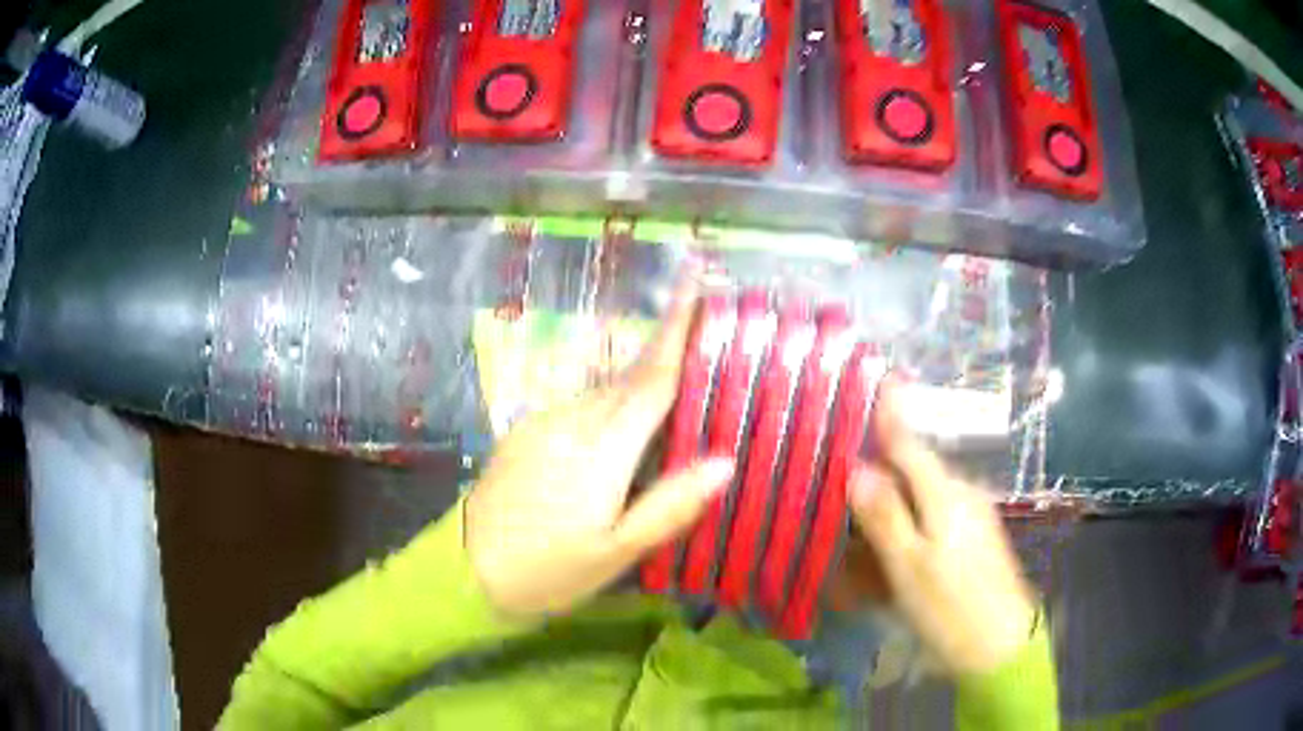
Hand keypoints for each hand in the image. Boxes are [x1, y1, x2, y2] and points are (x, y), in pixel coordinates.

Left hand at [465, 271, 734, 618]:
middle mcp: (571, 421)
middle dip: (664, 350)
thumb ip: (670, 505)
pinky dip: (609, 407)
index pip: (651, 378)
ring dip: (638, 383)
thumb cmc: (548, 570)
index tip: (695, 283)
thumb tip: (725, 461)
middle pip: (629, 378)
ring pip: (604, 392)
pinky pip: (580, 407)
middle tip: (701, 335)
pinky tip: (619, 431)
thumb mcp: (616, 551)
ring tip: (671, 389)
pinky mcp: (524, 433)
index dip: (678, 330)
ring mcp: (542, 423)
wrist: (466, 571)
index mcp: (601, 448)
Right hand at [846, 378, 1036, 673]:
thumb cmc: (951, 607)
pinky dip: (909, 523)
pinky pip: (934, 517)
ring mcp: (971, 516)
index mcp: (946, 494)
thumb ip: (886, 516)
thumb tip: (857, 469)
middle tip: (846, 477)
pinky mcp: (974, 537)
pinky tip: (893, 548)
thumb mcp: (910, 566)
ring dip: (893, 501)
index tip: (880, 377)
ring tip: (862, 524)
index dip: (892, 414)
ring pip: (923, 495)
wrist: (1000, 645)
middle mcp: (962, 494)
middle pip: (914, 468)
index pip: (911, 443)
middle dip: (882, 467)